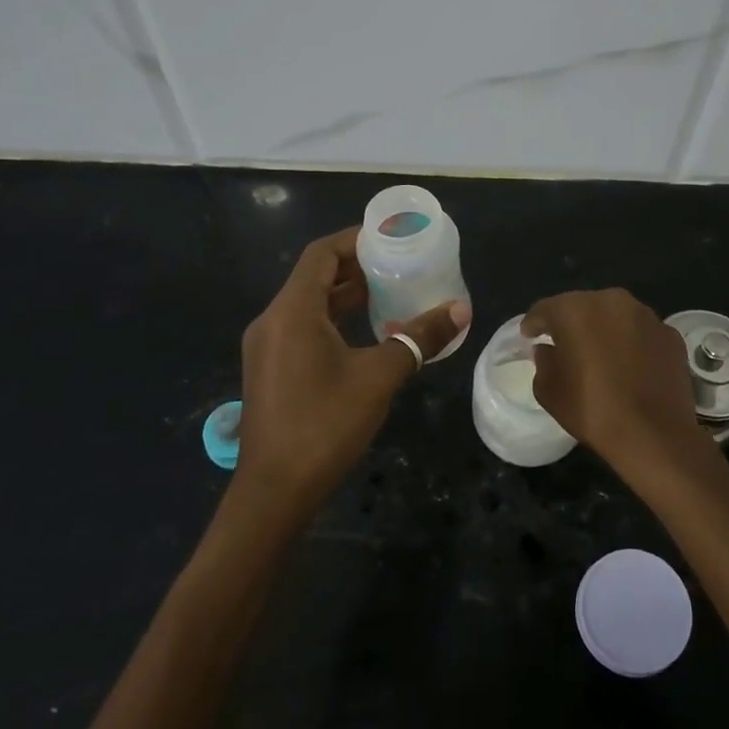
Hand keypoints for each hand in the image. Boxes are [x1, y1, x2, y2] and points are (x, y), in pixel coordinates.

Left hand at [237, 226, 468, 513]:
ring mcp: (267, 346)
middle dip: (357, 267)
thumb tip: (461, 309)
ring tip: (391, 293)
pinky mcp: (270, 368)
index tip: (391, 238)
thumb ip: (419, 338)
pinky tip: (367, 334)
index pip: (322, 254)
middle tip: (399, 265)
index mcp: (292, 311)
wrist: (275, 490)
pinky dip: (334, 320)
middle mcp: (273, 320)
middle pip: (315, 276)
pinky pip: (303, 327)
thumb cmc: (325, 424)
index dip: (355, 239)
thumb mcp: (379, 377)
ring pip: (309, 304)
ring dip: (346, 295)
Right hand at [522, 288, 709, 470]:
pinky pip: (641, 333)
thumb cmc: (593, 410)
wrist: (655, 435)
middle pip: (582, 306)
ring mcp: (646, 316)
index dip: (534, 323)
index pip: (545, 309)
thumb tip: (548, 350)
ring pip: (615, 316)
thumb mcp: (549, 391)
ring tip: (599, 354)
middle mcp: (612, 301)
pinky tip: (630, 365)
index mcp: (575, 310)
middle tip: (563, 344)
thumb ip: (543, 362)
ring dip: (603, 329)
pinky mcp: (670, 334)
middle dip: (570, 323)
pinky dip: (632, 343)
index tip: (529, 336)